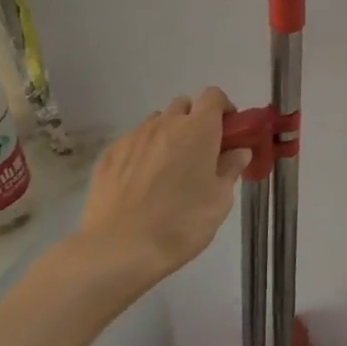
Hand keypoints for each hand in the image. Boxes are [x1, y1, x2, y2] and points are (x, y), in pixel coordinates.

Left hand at [76, 89, 253, 286]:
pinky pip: (132, 142)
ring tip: (167, 170)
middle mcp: (165, 124)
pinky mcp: (108, 156)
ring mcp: (133, 137)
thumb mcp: (219, 201)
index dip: (223, 108)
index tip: (228, 132)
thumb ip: (230, 169)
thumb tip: (238, 152)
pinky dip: (142, 153)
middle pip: (183, 105)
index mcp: (198, 129)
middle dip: (194, 120)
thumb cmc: (181, 223)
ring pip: (156, 123)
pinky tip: (140, 184)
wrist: (119, 249)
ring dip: (167, 135)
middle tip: (199, 152)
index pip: (213, 96)